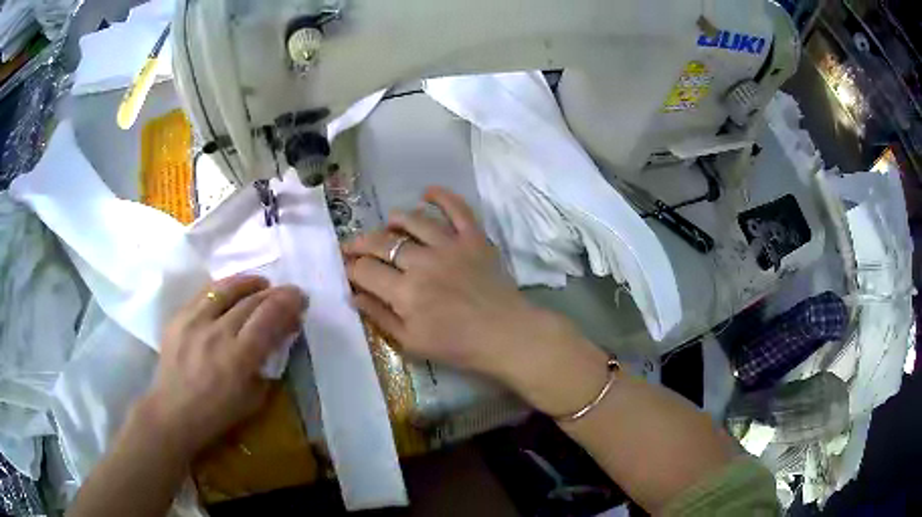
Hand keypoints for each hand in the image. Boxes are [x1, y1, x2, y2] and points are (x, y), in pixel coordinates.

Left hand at [137, 275, 305, 458]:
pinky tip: (232, 292)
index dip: (289, 302)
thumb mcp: (254, 397)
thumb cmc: (218, 414)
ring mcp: (194, 321)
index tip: (300, 298)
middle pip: (252, 300)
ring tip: (261, 284)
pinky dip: (225, 288)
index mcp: (239, 358)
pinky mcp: (178, 316)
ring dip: (249, 283)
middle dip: (275, 293)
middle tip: (287, 294)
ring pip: (227, 288)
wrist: (173, 412)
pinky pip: (205, 292)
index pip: (269, 316)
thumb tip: (280, 334)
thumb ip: (267, 362)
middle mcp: (217, 332)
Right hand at [343, 187, 593, 397]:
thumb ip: (380, 317)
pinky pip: (457, 208)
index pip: (365, 270)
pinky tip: (427, 192)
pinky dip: (442, 196)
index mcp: (405, 292)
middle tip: (353, 246)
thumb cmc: (457, 346)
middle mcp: (423, 262)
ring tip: (388, 226)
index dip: (350, 267)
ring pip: (413, 220)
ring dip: (394, 220)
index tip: (347, 267)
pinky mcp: (474, 238)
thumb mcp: (411, 343)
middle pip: (382, 242)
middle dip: (360, 243)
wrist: (505, 335)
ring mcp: (450, 246)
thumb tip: (354, 295)